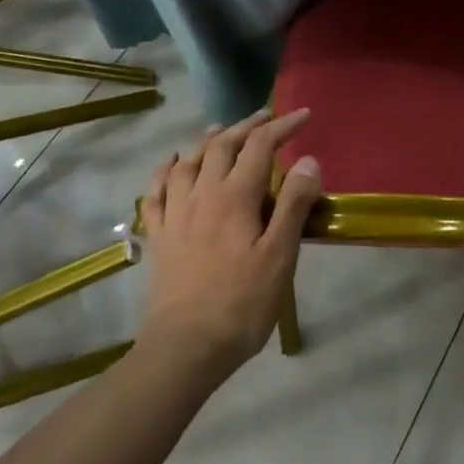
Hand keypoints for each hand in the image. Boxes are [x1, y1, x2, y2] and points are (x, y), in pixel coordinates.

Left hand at [138, 109, 321, 377]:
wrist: (185, 348)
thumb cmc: (241, 303)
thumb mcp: (280, 256)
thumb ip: (292, 204)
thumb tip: (307, 160)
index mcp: (235, 197)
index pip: (260, 146)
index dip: (282, 126)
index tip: (304, 115)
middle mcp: (202, 195)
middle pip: (223, 146)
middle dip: (246, 126)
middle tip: (266, 117)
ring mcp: (175, 214)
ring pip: (189, 162)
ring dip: (208, 140)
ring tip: (220, 130)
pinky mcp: (159, 236)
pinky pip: (156, 192)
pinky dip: (166, 170)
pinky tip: (172, 164)